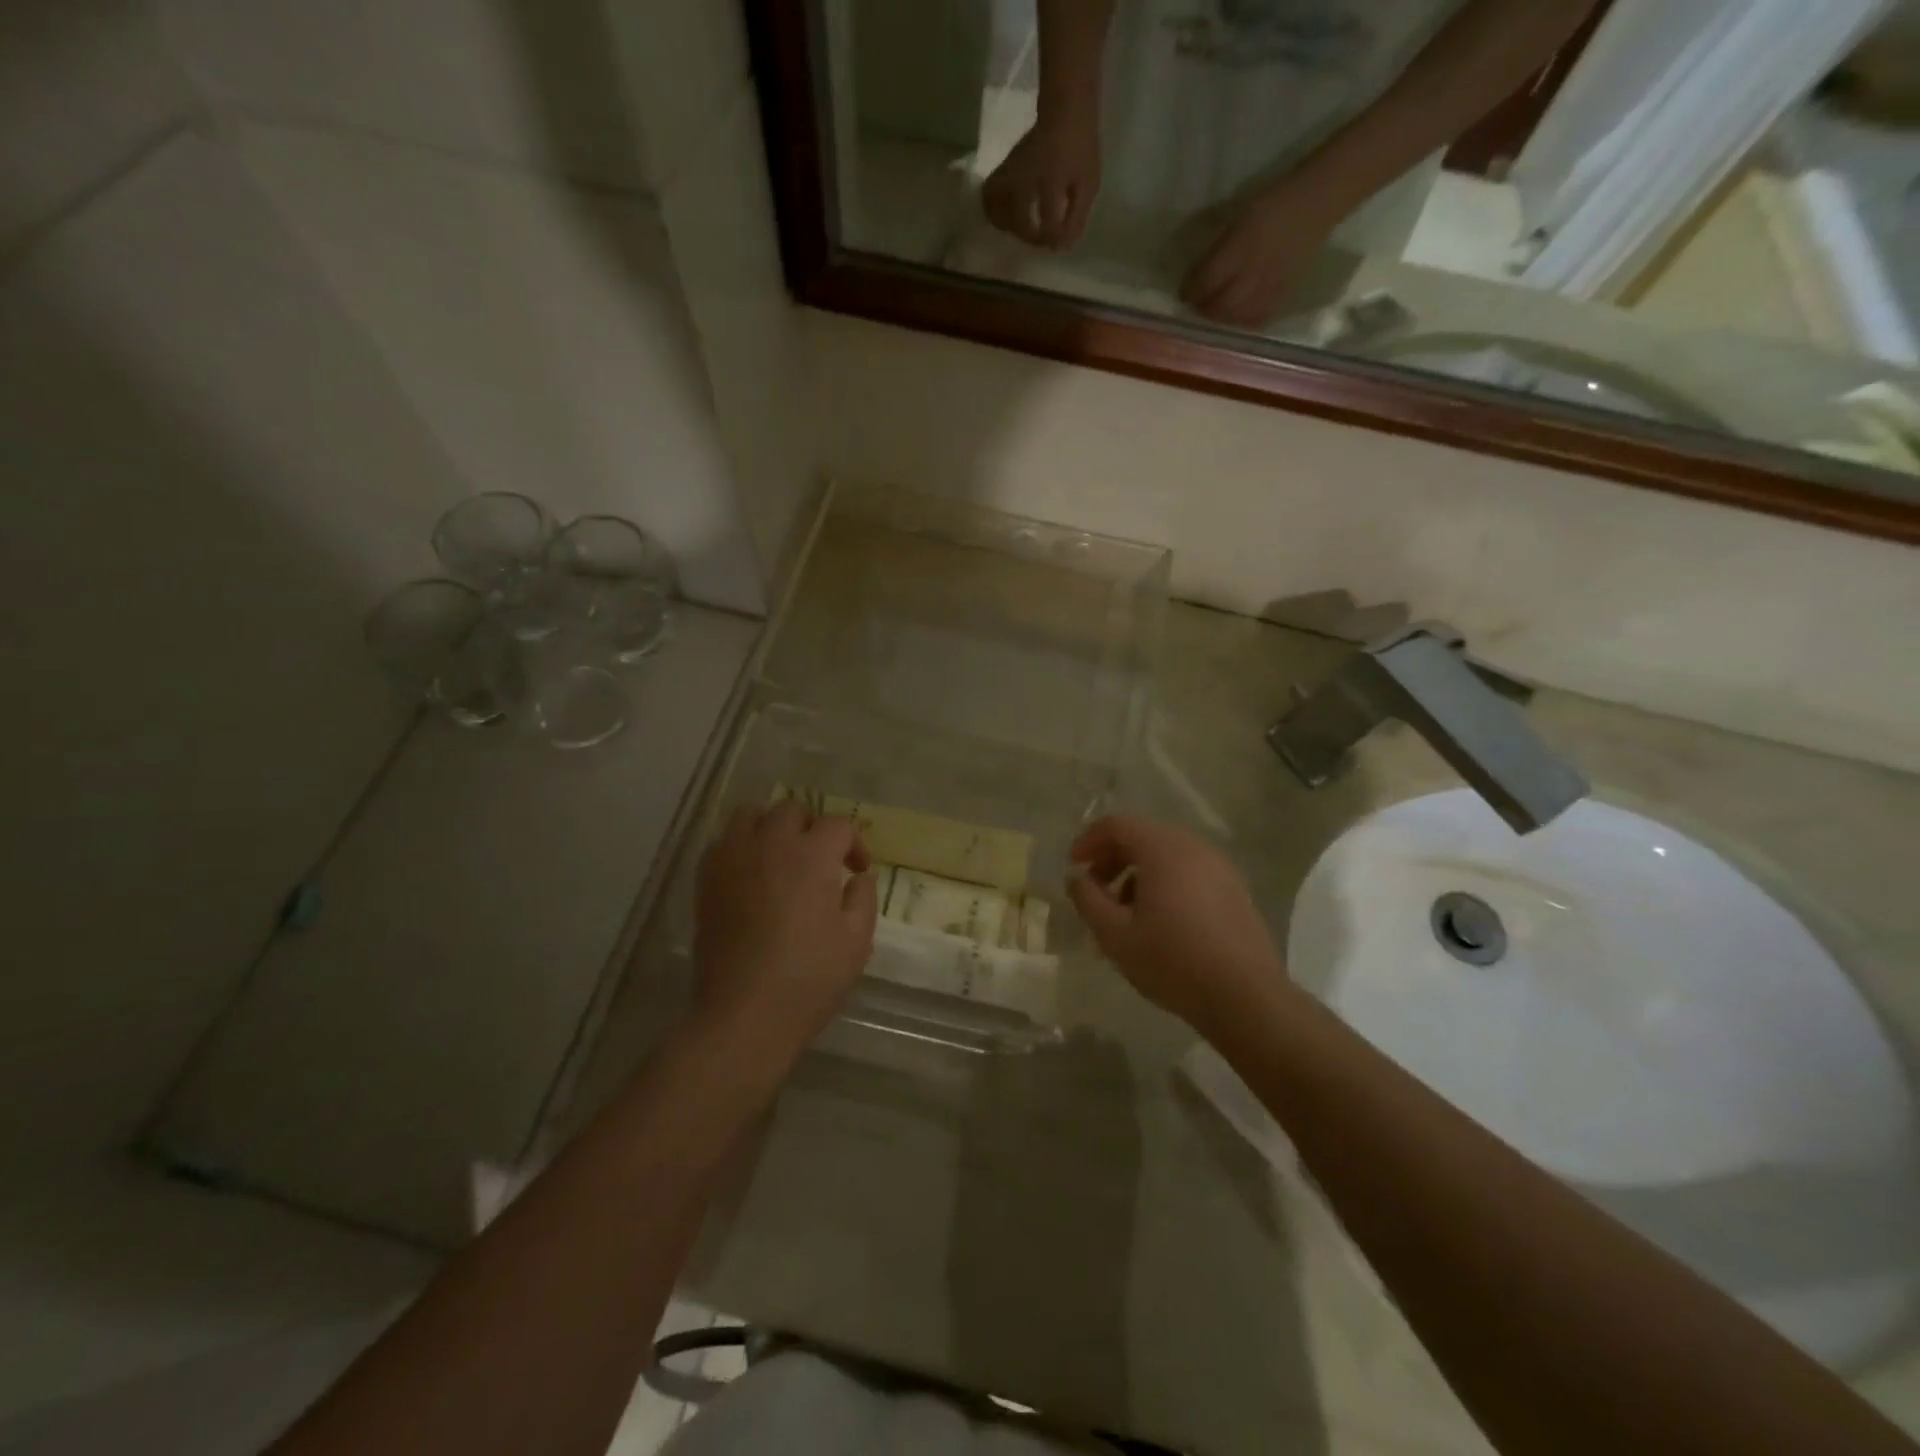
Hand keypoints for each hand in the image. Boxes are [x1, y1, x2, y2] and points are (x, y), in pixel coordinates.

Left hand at [692, 801, 877, 1062]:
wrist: (744, 1015)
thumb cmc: (809, 979)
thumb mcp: (856, 941)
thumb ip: (863, 898)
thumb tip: (858, 877)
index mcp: (811, 856)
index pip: (838, 825)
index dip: (854, 844)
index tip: (858, 871)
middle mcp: (770, 845)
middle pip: (792, 810)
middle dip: (813, 827)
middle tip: (821, 860)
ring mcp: (733, 860)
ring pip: (751, 816)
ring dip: (771, 828)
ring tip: (781, 857)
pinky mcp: (707, 881)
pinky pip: (722, 843)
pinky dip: (740, 847)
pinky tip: (751, 875)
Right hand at [981, 113, 1101, 250]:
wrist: (1066, 110)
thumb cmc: (1080, 148)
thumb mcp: (1088, 185)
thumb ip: (1076, 218)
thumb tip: (1061, 247)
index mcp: (1052, 180)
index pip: (1048, 222)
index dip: (1052, 239)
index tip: (1057, 244)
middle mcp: (1026, 176)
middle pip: (1017, 219)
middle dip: (1029, 236)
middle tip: (1040, 237)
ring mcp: (1011, 171)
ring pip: (996, 208)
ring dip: (1007, 226)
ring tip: (1021, 229)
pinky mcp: (1002, 170)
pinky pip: (989, 197)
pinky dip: (995, 212)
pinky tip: (1007, 217)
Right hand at [1066, 815, 1292, 1037]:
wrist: (1246, 997)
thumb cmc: (1173, 961)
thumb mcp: (1115, 935)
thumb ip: (1087, 899)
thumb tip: (1077, 877)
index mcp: (1163, 849)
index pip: (1118, 824)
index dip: (1089, 841)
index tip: (1074, 867)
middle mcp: (1194, 847)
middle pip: (1143, 836)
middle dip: (1112, 858)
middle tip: (1095, 891)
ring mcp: (1220, 867)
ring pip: (1167, 855)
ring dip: (1137, 873)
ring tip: (1124, 912)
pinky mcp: (1235, 889)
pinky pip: (1189, 872)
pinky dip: (1164, 883)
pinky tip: (1159, 921)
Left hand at [1181, 176, 1350, 327]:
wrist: (1316, 202)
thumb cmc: (1272, 203)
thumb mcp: (1237, 219)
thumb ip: (1218, 249)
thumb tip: (1197, 274)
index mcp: (1240, 248)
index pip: (1206, 281)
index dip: (1191, 291)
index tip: (1183, 294)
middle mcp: (1254, 271)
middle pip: (1220, 306)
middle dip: (1204, 310)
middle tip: (1197, 307)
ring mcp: (1271, 285)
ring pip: (1238, 317)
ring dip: (1221, 319)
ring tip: (1214, 313)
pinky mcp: (1284, 293)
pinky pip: (1259, 318)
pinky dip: (1244, 322)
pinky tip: (1238, 318)